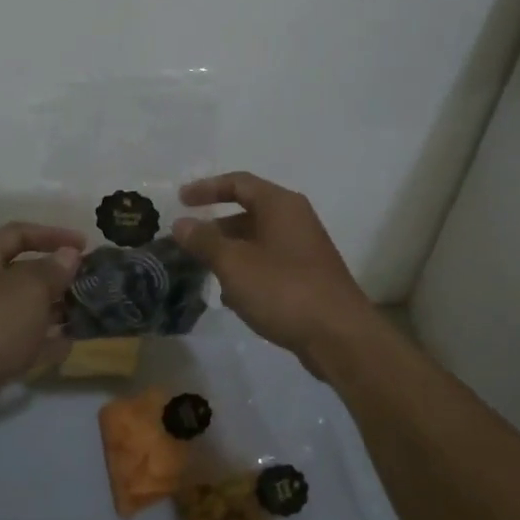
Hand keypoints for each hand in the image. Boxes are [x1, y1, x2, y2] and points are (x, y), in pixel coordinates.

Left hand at [0, 223, 85, 422]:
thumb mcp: (31, 288)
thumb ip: (54, 269)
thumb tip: (68, 255)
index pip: (18, 233)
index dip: (53, 234)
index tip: (84, 244)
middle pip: (20, 272)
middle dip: (55, 275)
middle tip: (87, 280)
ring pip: (22, 308)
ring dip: (53, 309)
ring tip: (84, 311)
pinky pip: (21, 339)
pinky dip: (43, 340)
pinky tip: (70, 343)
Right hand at [171, 172, 374, 367]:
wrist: (339, 336)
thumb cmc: (284, 289)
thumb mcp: (234, 263)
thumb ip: (204, 241)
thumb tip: (181, 223)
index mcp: (281, 205)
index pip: (239, 182)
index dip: (207, 188)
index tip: (180, 201)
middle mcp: (295, 220)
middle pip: (248, 212)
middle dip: (216, 227)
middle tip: (187, 243)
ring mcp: (304, 250)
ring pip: (257, 242)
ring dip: (229, 253)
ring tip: (204, 272)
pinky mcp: (307, 278)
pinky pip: (269, 265)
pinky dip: (247, 273)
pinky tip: (232, 298)